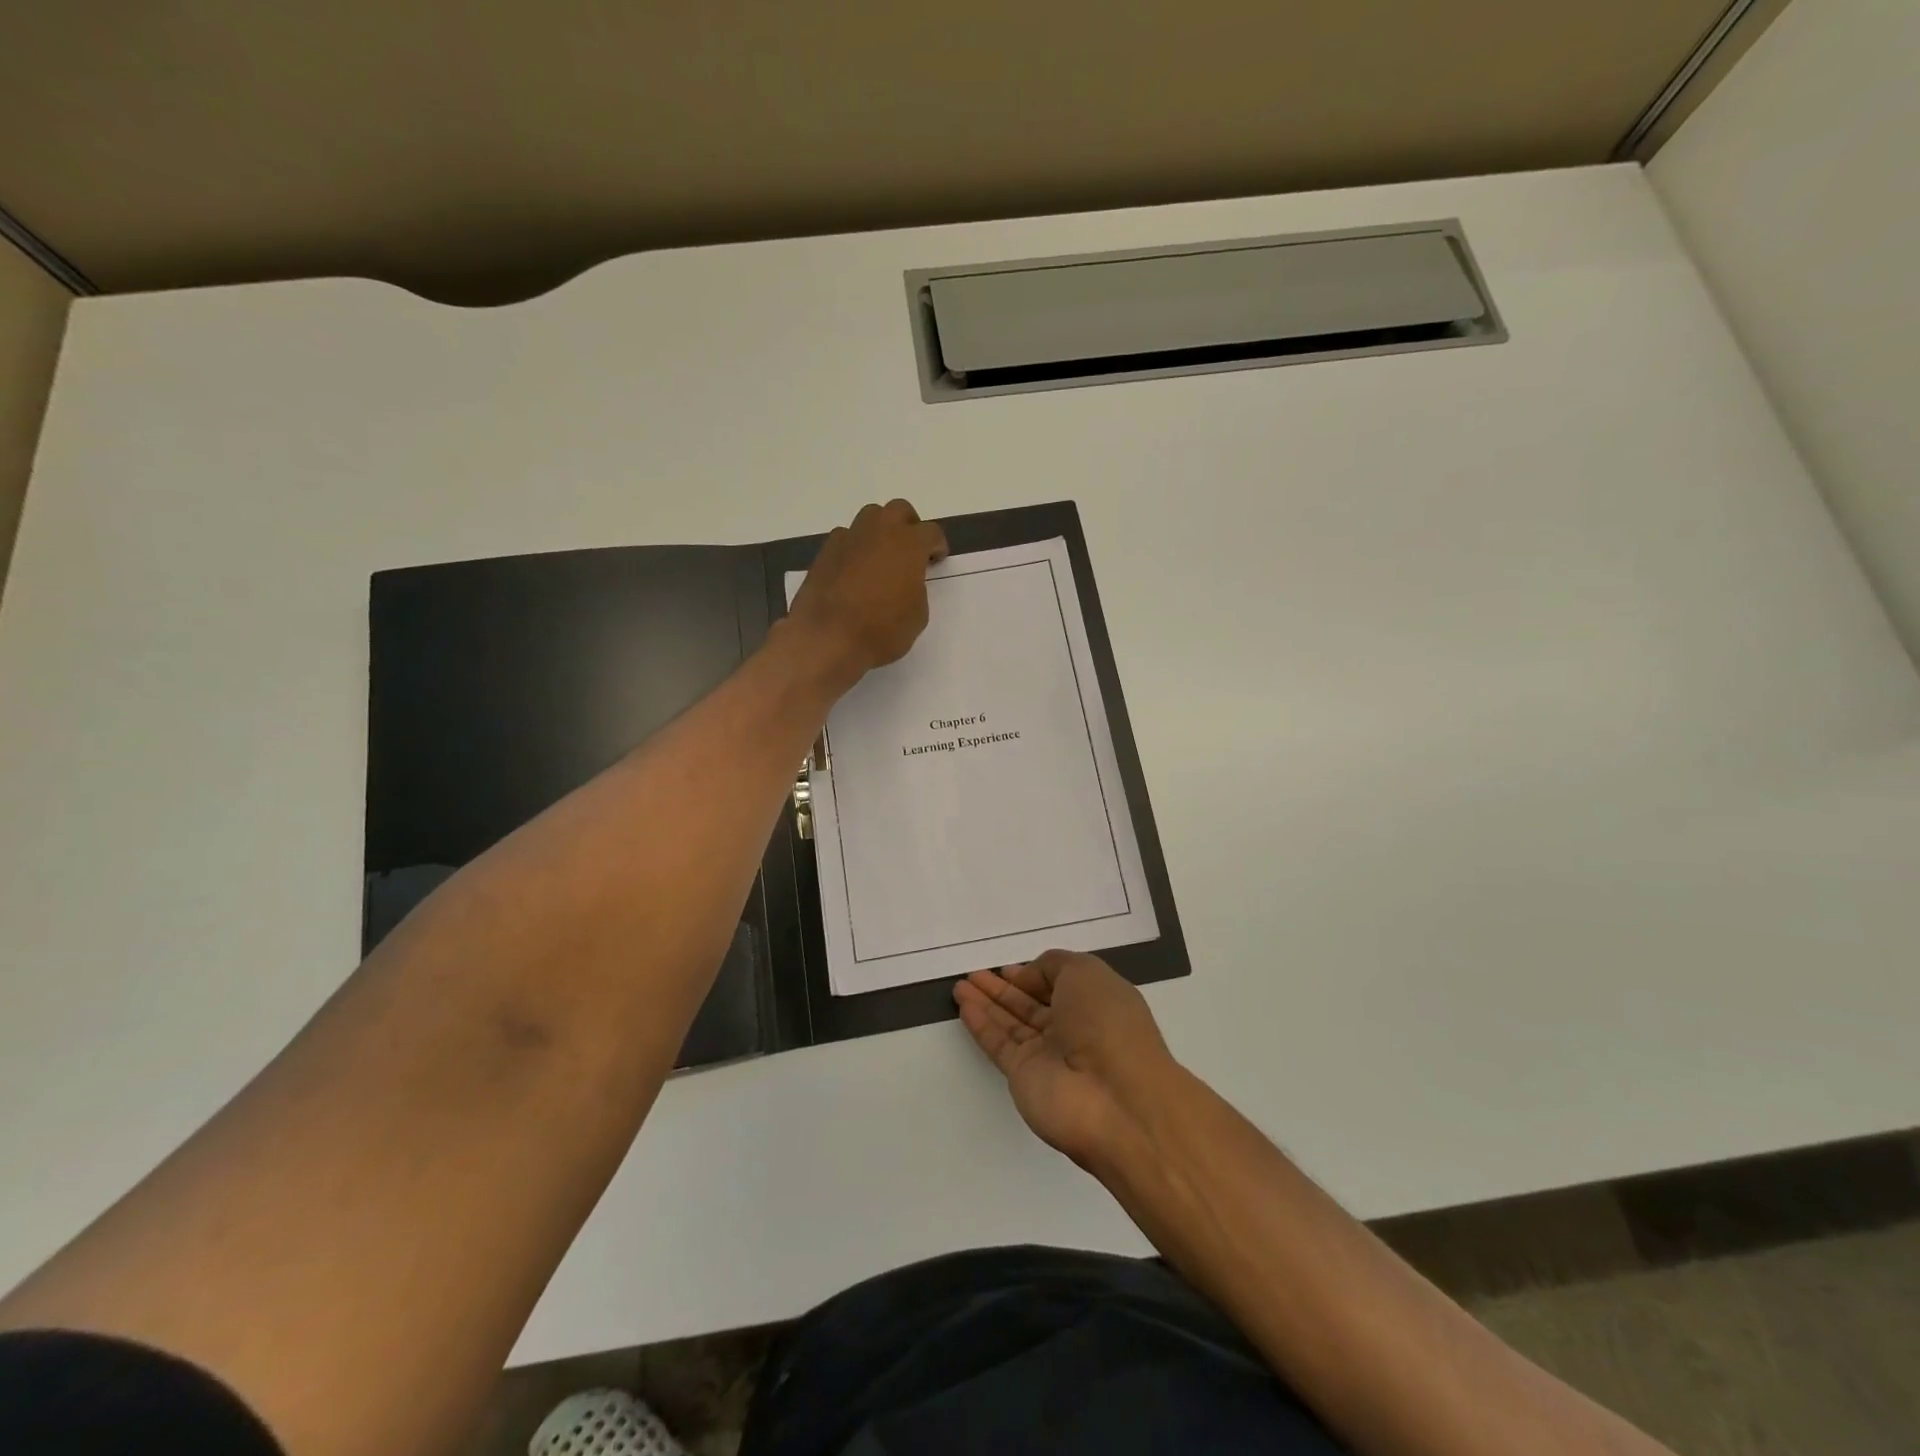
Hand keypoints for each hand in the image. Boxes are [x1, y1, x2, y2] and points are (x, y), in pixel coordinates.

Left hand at [787, 500, 947, 680]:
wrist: (827, 638)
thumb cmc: (882, 630)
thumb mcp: (917, 616)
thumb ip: (916, 589)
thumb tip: (906, 582)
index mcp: (909, 544)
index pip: (931, 532)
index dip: (937, 545)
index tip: (935, 559)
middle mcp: (879, 532)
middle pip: (898, 511)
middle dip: (908, 526)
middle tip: (910, 551)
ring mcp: (848, 538)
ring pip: (869, 518)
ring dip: (879, 532)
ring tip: (880, 559)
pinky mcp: (824, 552)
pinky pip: (845, 539)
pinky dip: (854, 549)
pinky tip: (854, 572)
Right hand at [954, 951, 1176, 1171]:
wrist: (1116, 1101)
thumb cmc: (1108, 1024)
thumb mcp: (1086, 972)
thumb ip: (1053, 965)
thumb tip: (1027, 978)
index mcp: (1096, 1002)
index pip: (1058, 984)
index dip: (1033, 975)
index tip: (1006, 967)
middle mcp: (1073, 1028)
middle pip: (1031, 1003)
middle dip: (1003, 988)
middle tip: (974, 974)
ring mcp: (1048, 1055)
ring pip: (1011, 1022)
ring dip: (987, 1002)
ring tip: (960, 985)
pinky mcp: (1025, 1077)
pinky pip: (999, 1044)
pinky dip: (981, 1024)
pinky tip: (964, 1005)